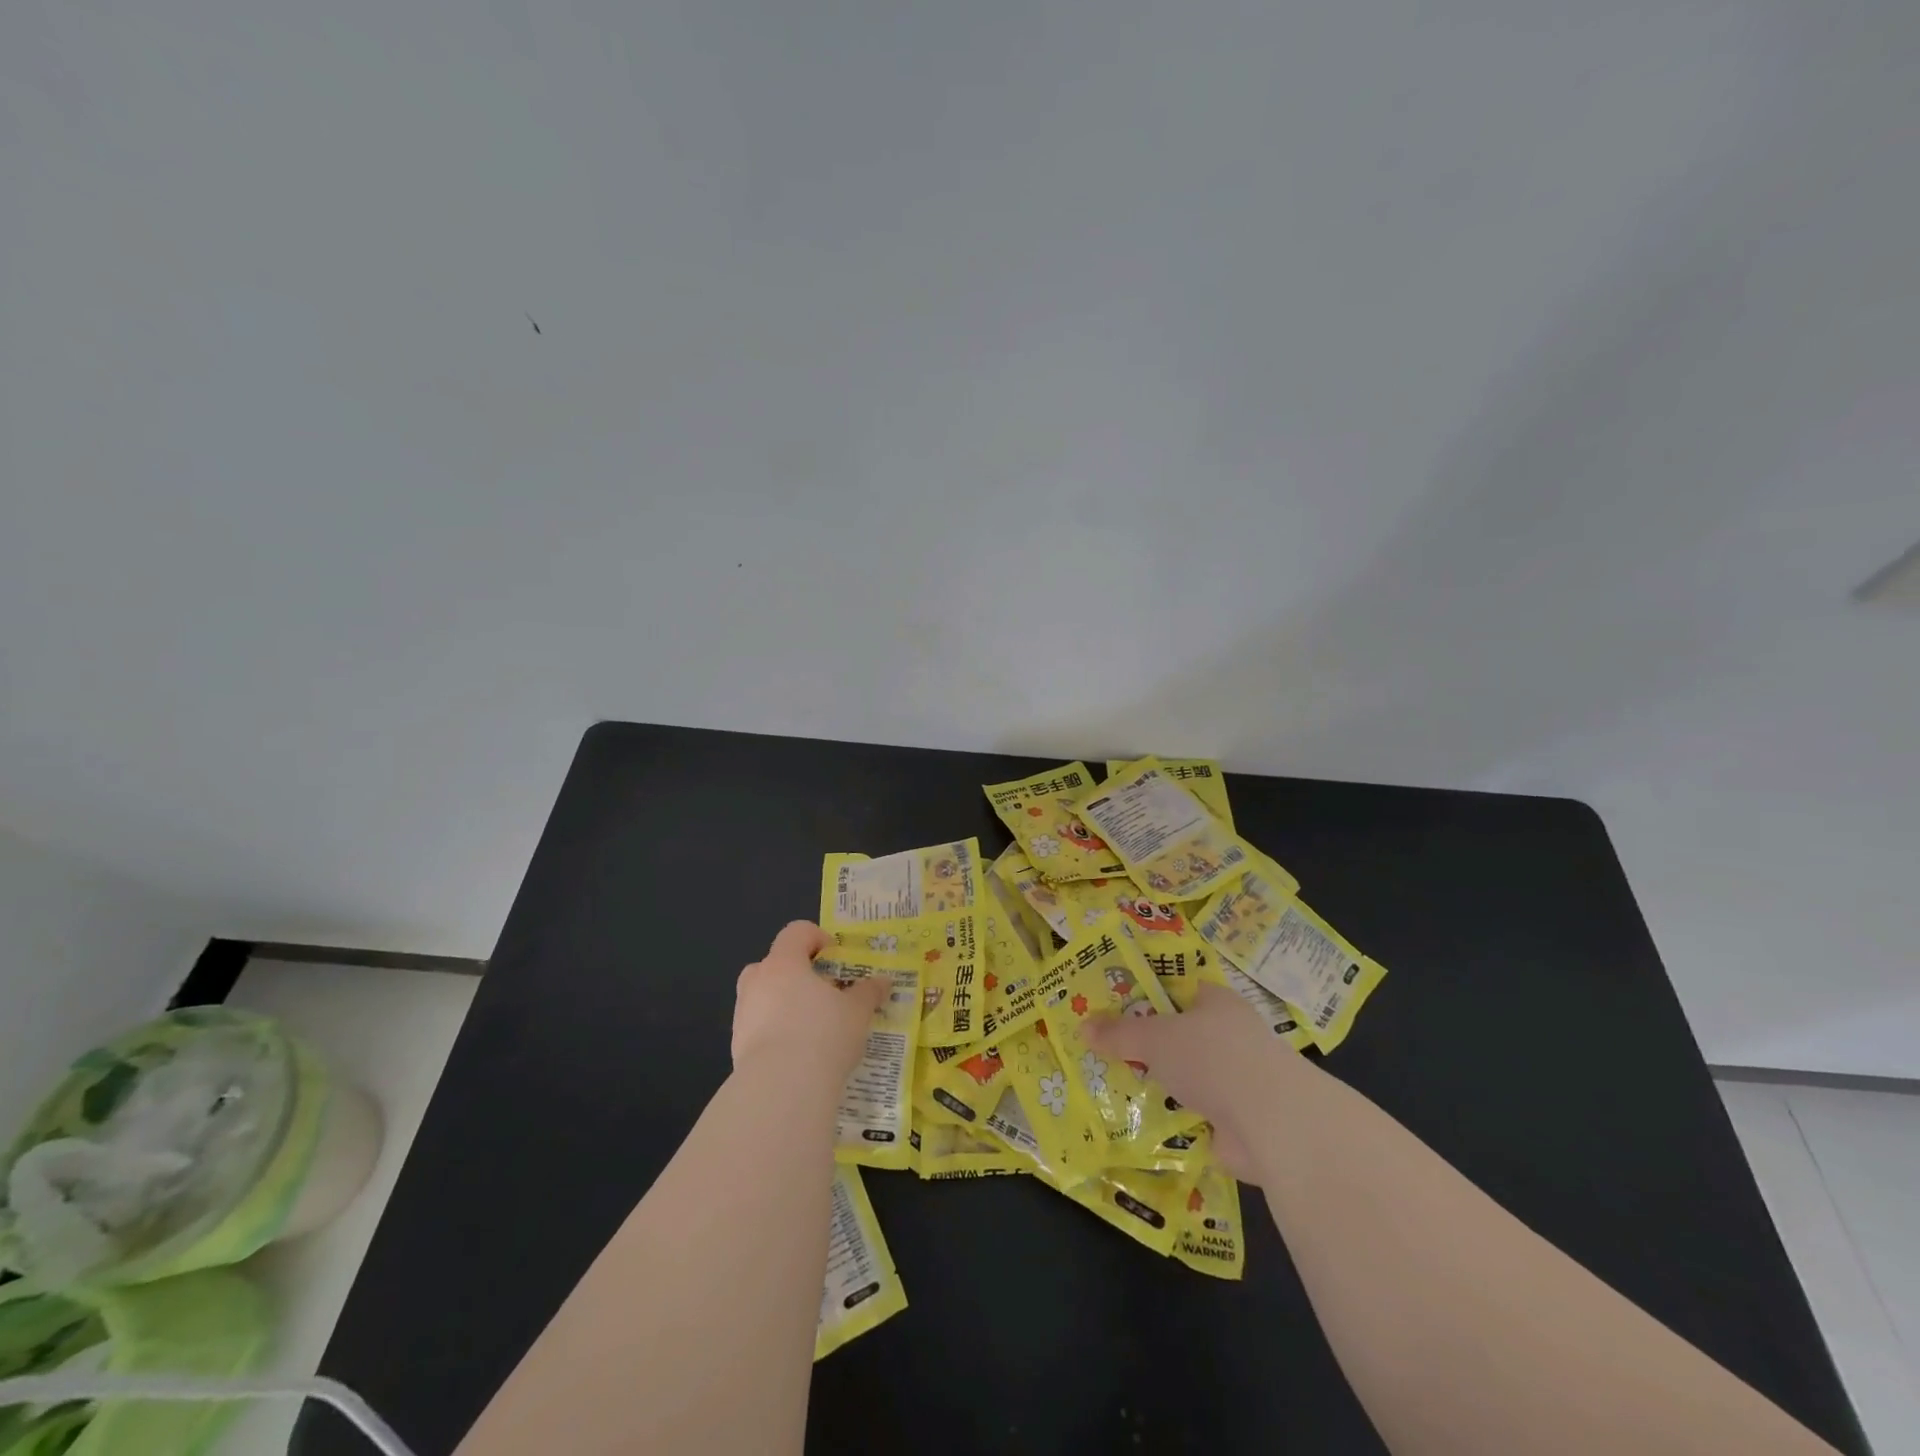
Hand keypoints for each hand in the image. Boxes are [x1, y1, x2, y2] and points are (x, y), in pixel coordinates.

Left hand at [731, 921, 887, 1084]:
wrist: (781, 1089)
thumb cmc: (823, 1034)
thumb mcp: (857, 1012)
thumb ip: (869, 992)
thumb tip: (883, 981)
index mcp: (784, 963)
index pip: (796, 932)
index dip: (817, 937)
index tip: (836, 957)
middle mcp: (757, 981)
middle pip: (773, 963)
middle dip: (796, 973)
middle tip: (821, 991)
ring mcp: (742, 1014)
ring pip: (763, 996)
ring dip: (783, 1003)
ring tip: (811, 1027)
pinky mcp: (736, 1046)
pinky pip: (758, 1027)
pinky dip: (775, 1032)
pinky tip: (798, 1053)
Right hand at [1085, 980, 1291, 1179]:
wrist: (1272, 1123)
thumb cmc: (1212, 1057)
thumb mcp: (1155, 1037)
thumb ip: (1119, 1033)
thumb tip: (1082, 1027)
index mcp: (1217, 1001)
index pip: (1178, 990)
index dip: (1146, 995)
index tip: (1113, 1005)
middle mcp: (1230, 1035)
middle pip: (1180, 1034)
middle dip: (1148, 1044)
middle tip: (1105, 1048)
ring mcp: (1238, 1079)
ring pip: (1187, 1075)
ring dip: (1161, 1083)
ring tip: (1114, 1086)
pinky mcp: (1238, 1120)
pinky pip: (1194, 1113)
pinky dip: (1173, 1118)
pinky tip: (1140, 1122)